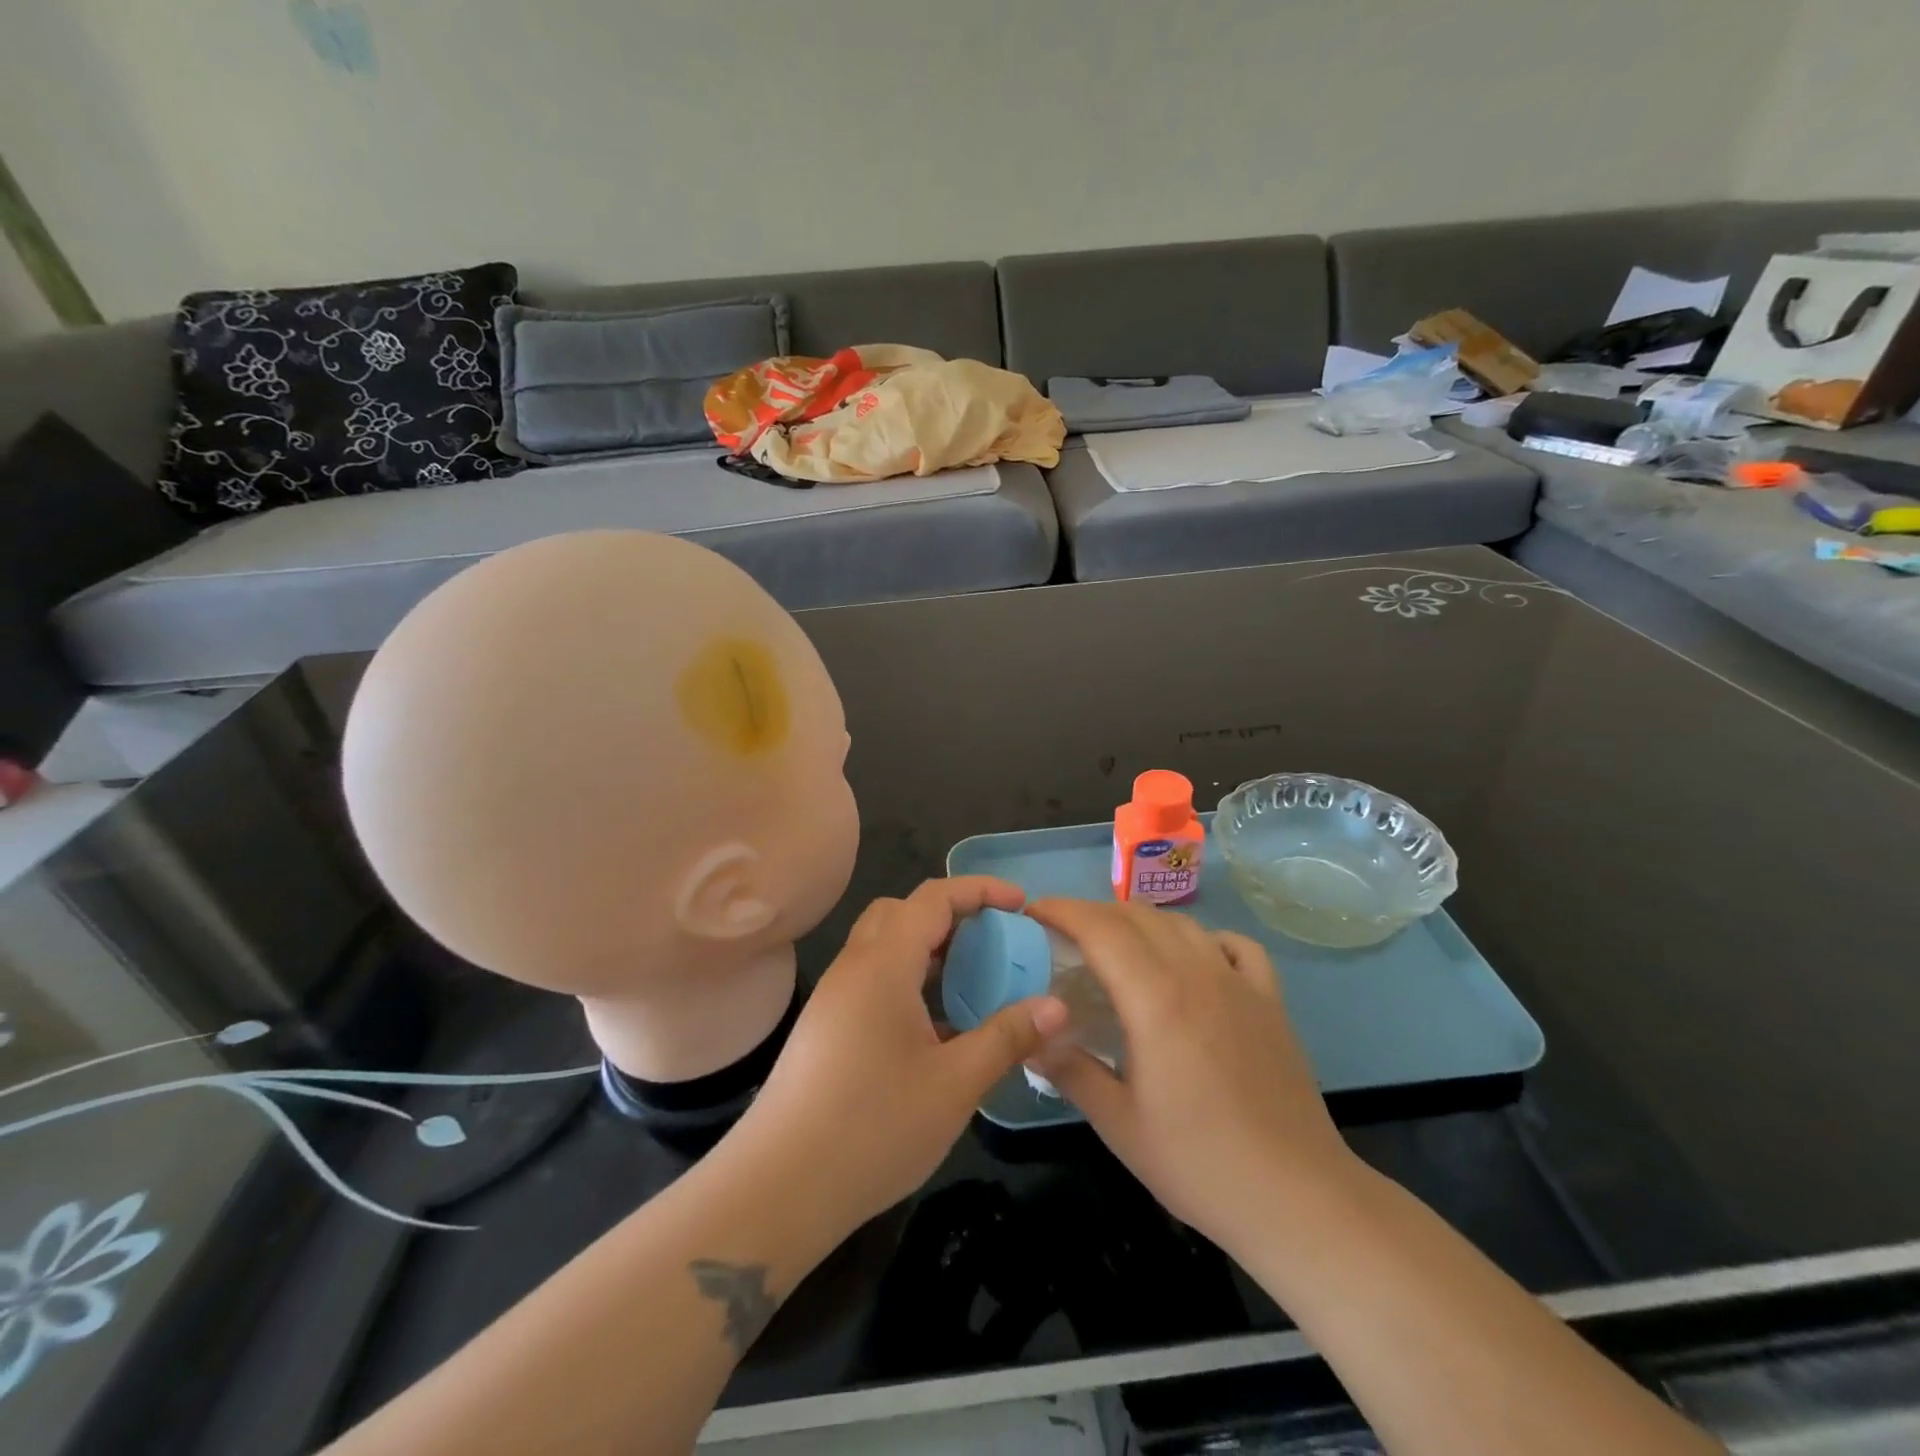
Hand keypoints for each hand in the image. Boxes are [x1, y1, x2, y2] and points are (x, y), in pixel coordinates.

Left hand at [726, 877, 1068, 1242]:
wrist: (777, 1187)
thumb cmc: (871, 1128)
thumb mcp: (954, 1084)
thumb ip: (1006, 1037)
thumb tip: (1057, 1007)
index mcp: (884, 964)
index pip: (933, 897)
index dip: (980, 890)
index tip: (1020, 904)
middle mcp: (854, 967)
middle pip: (902, 912)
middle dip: (952, 914)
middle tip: (994, 942)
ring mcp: (835, 997)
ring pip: (884, 946)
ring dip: (928, 950)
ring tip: (972, 984)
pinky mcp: (826, 1027)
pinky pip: (873, 979)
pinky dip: (909, 980)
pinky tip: (935, 1029)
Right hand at [1026, 899, 1359, 1251]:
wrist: (1298, 1199)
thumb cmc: (1200, 1165)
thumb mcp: (1119, 1125)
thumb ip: (1070, 1071)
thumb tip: (1031, 1039)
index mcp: (1156, 999)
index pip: (1101, 929)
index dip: (1062, 911)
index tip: (1034, 913)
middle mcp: (1197, 974)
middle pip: (1137, 916)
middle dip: (1093, 913)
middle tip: (1064, 936)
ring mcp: (1239, 983)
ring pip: (1181, 923)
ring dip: (1140, 921)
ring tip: (1116, 945)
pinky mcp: (1270, 1001)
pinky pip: (1234, 945)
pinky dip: (1202, 938)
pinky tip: (1192, 960)